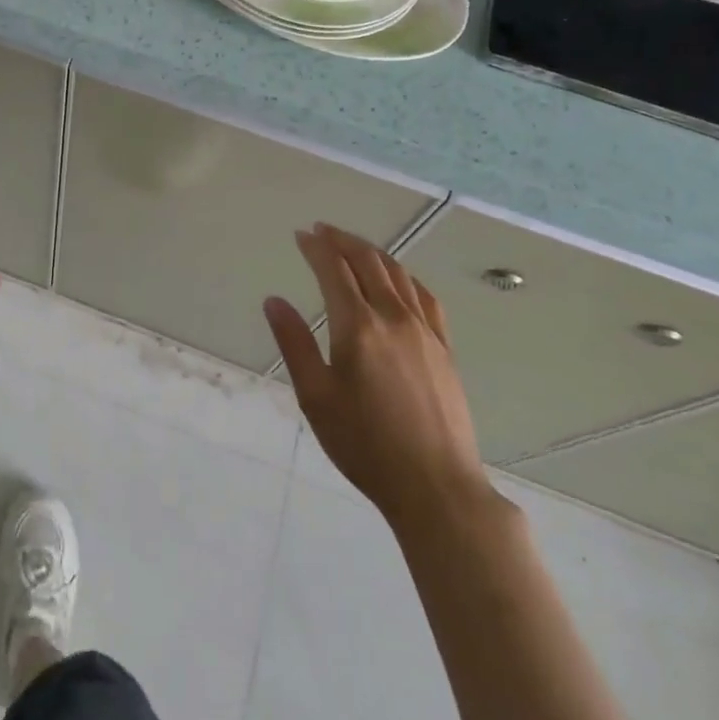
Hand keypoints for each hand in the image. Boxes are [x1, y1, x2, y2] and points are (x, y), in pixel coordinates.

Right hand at [266, 224, 494, 527]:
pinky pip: (425, 297)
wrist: (436, 487)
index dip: (316, 248)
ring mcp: (424, 331)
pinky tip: (399, 280)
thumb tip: (274, 300)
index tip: (301, 235)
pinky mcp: (444, 348)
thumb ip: (294, 343)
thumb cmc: (365, 445)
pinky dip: (405, 277)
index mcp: (358, 326)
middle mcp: (393, 317)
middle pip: (368, 261)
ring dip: (372, 252)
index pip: (334, 270)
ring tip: (353, 246)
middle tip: (322, 231)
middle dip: (343, 240)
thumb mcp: (316, 397)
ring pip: (397, 274)